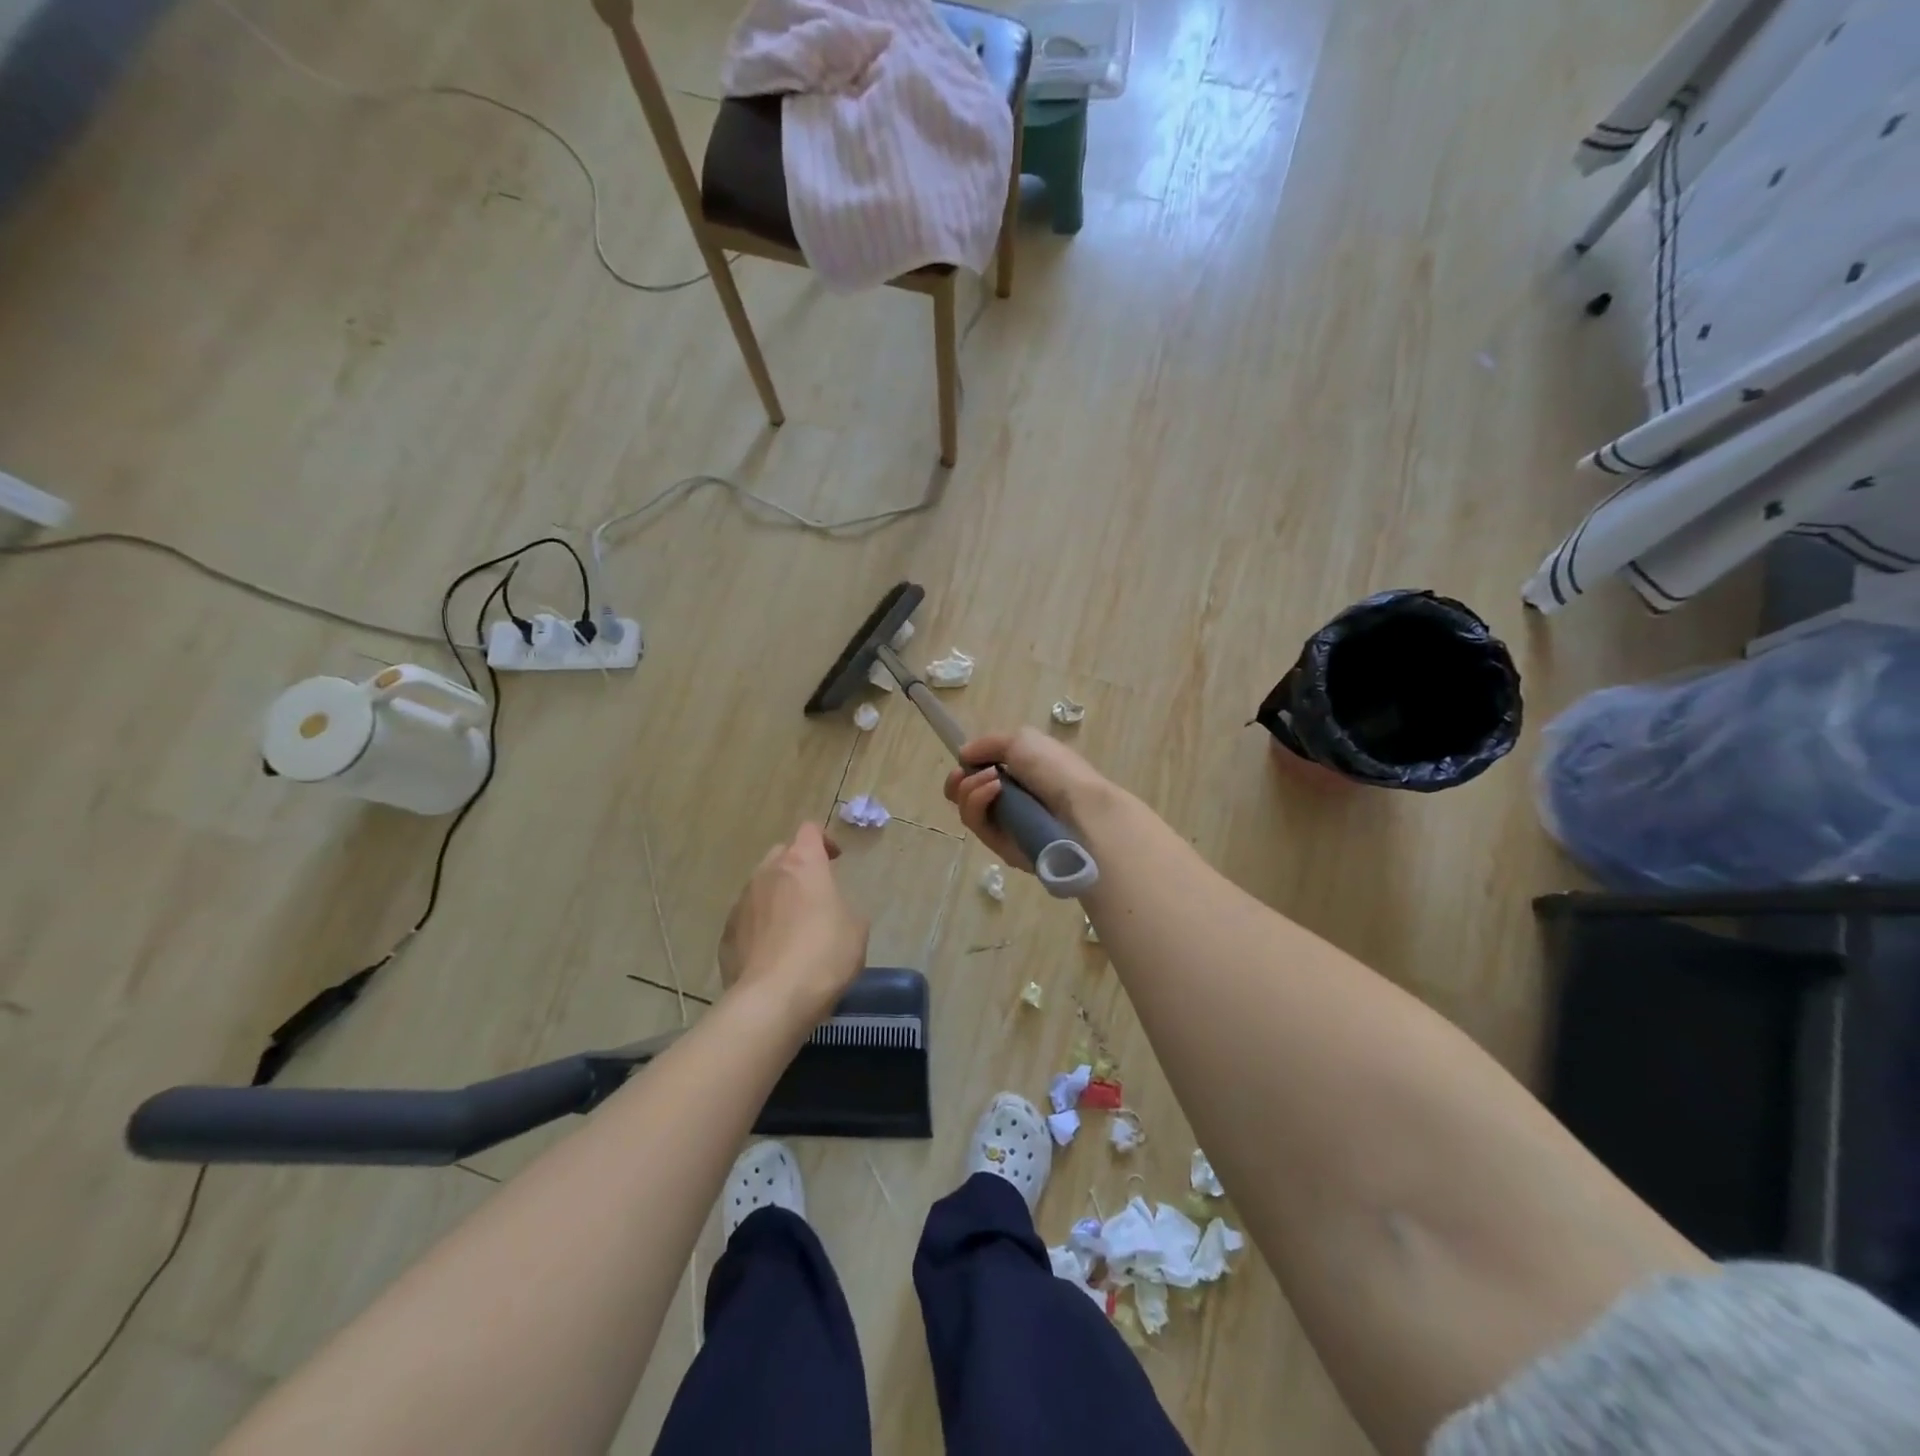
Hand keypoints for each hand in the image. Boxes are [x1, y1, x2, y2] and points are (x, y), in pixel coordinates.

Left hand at [718, 822, 867, 1021]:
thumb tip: (831, 911)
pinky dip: (760, 926)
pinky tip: (772, 953)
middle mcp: (767, 874)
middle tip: (814, 893)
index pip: (810, 831)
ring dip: (777, 897)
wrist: (772, 1000)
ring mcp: (742, 903)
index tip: (834, 860)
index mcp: (803, 864)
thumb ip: (843, 907)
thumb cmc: (824, 956)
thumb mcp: (856, 929)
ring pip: (761, 887)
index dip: (823, 840)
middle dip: (797, 867)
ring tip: (792, 927)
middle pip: (781, 854)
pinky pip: (747, 919)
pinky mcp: (726, 934)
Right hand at [943, 728, 1110, 872]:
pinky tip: (994, 790)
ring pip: (968, 809)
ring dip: (971, 789)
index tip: (962, 760)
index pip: (981, 773)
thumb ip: (988, 744)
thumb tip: (963, 755)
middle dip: (958, 781)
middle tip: (962, 774)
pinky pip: (978, 825)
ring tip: (992, 780)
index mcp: (1020, 774)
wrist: (1081, 811)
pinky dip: (979, 803)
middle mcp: (1011, 799)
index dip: (967, 766)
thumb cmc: (1056, 770)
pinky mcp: (1001, 847)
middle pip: (966, 794)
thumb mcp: (1023, 740)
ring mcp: (1006, 825)